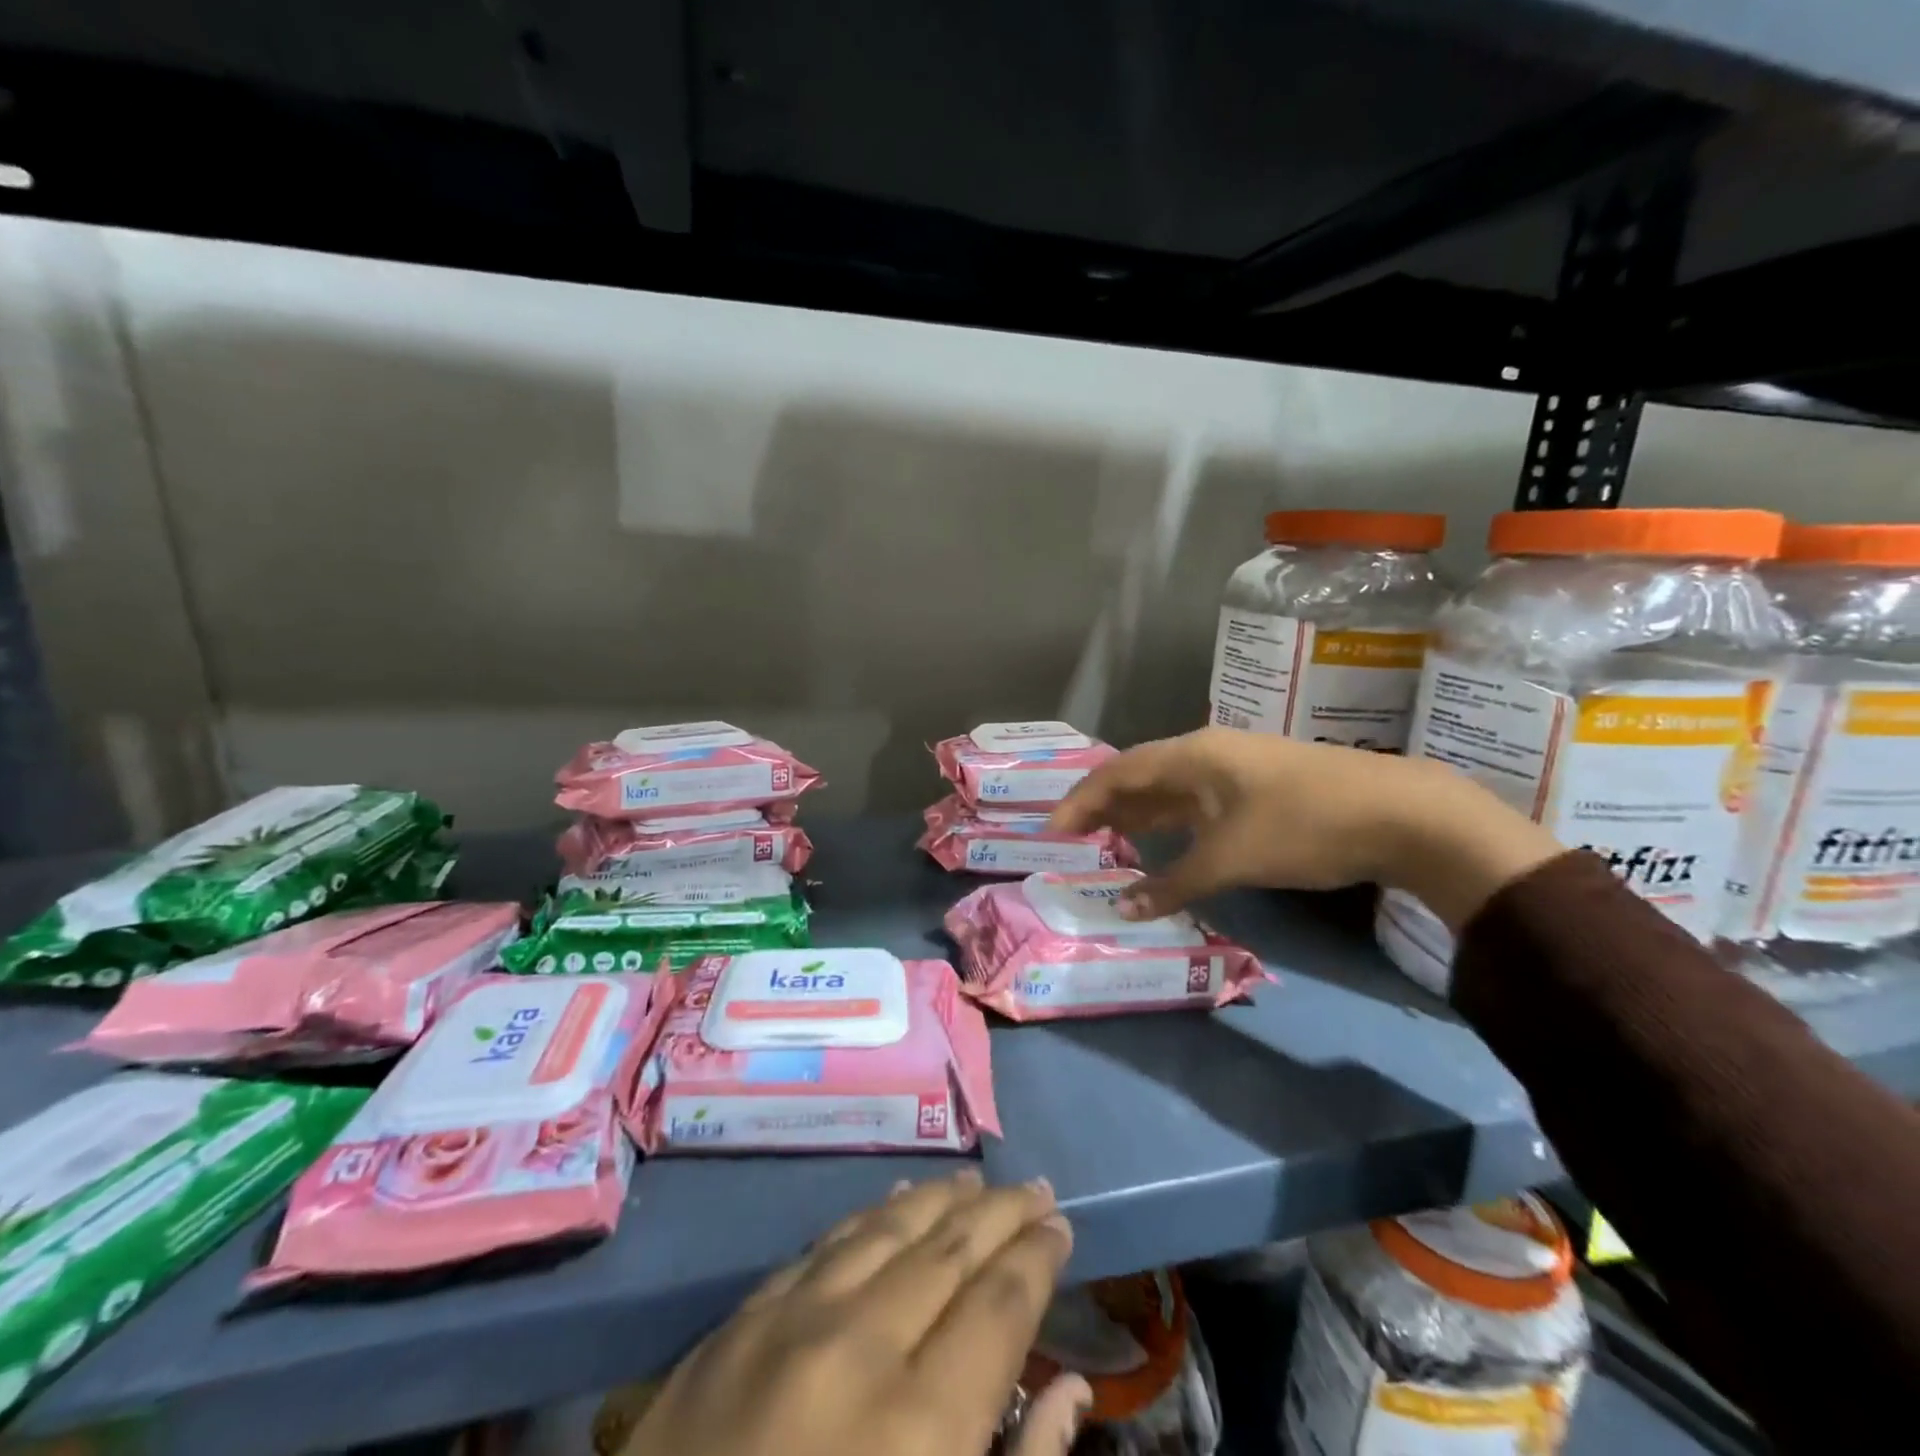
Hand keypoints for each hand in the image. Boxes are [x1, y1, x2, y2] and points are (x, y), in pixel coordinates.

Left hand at [623, 1172, 1087, 1455]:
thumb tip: (1070, 1393)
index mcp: (919, 1427)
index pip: (999, 1303)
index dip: (1037, 1257)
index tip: (1062, 1227)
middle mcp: (860, 1347)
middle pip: (950, 1248)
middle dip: (1001, 1213)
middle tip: (1036, 1189)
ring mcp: (792, 1322)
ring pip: (890, 1227)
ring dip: (943, 1200)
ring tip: (979, 1185)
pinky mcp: (741, 1321)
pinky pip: (827, 1243)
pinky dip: (874, 1215)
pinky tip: (898, 1198)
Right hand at [1049, 728, 1560, 927]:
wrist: (1400, 812)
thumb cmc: (1303, 826)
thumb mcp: (1231, 858)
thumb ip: (1172, 883)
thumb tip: (1123, 908)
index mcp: (1192, 755)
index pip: (1117, 772)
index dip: (1080, 800)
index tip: (1052, 832)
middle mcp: (1205, 754)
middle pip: (1137, 776)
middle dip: (1101, 806)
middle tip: (1070, 840)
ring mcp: (1233, 769)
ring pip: (1167, 789)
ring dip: (1134, 815)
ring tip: (1103, 842)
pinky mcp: (1255, 789)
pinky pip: (1193, 802)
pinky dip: (1168, 823)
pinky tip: (1160, 843)